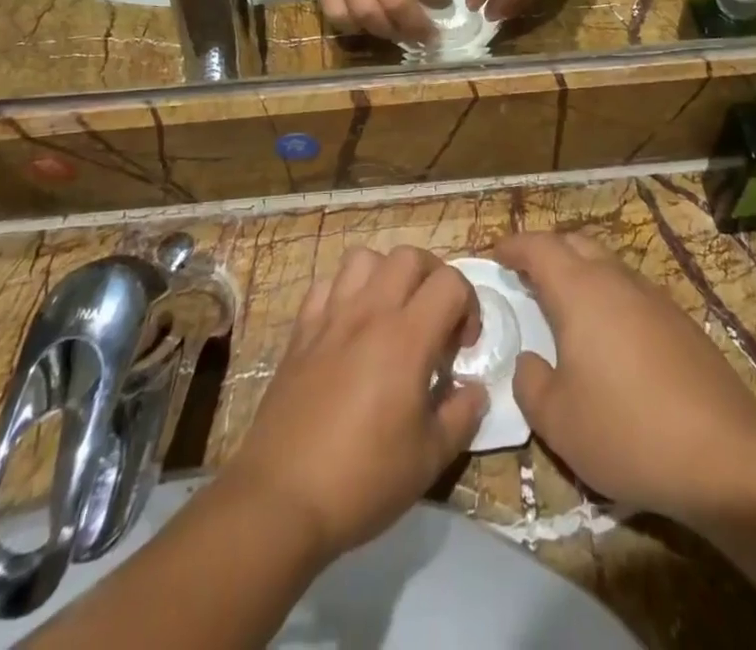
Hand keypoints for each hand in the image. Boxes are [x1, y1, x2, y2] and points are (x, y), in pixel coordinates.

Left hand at [220, 246, 487, 563]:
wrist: (281, 500)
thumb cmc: (362, 480)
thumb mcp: (429, 459)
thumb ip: (461, 415)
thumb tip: (474, 389)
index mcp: (406, 338)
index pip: (450, 283)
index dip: (468, 305)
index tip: (462, 347)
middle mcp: (370, 313)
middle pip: (409, 256)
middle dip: (432, 278)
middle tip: (435, 319)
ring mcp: (331, 317)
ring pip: (365, 259)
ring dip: (387, 276)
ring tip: (392, 314)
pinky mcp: (301, 332)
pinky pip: (326, 285)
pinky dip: (345, 292)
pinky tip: (350, 326)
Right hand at [493, 232, 755, 521]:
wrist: (726, 455)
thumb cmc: (627, 430)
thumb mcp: (557, 420)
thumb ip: (530, 383)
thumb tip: (530, 361)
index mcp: (580, 290)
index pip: (539, 247)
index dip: (513, 245)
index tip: (494, 254)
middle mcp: (616, 280)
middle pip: (575, 243)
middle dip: (546, 251)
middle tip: (525, 276)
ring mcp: (653, 297)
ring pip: (607, 265)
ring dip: (579, 272)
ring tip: (563, 307)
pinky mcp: (679, 321)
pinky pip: (631, 291)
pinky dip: (608, 297)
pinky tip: (609, 339)